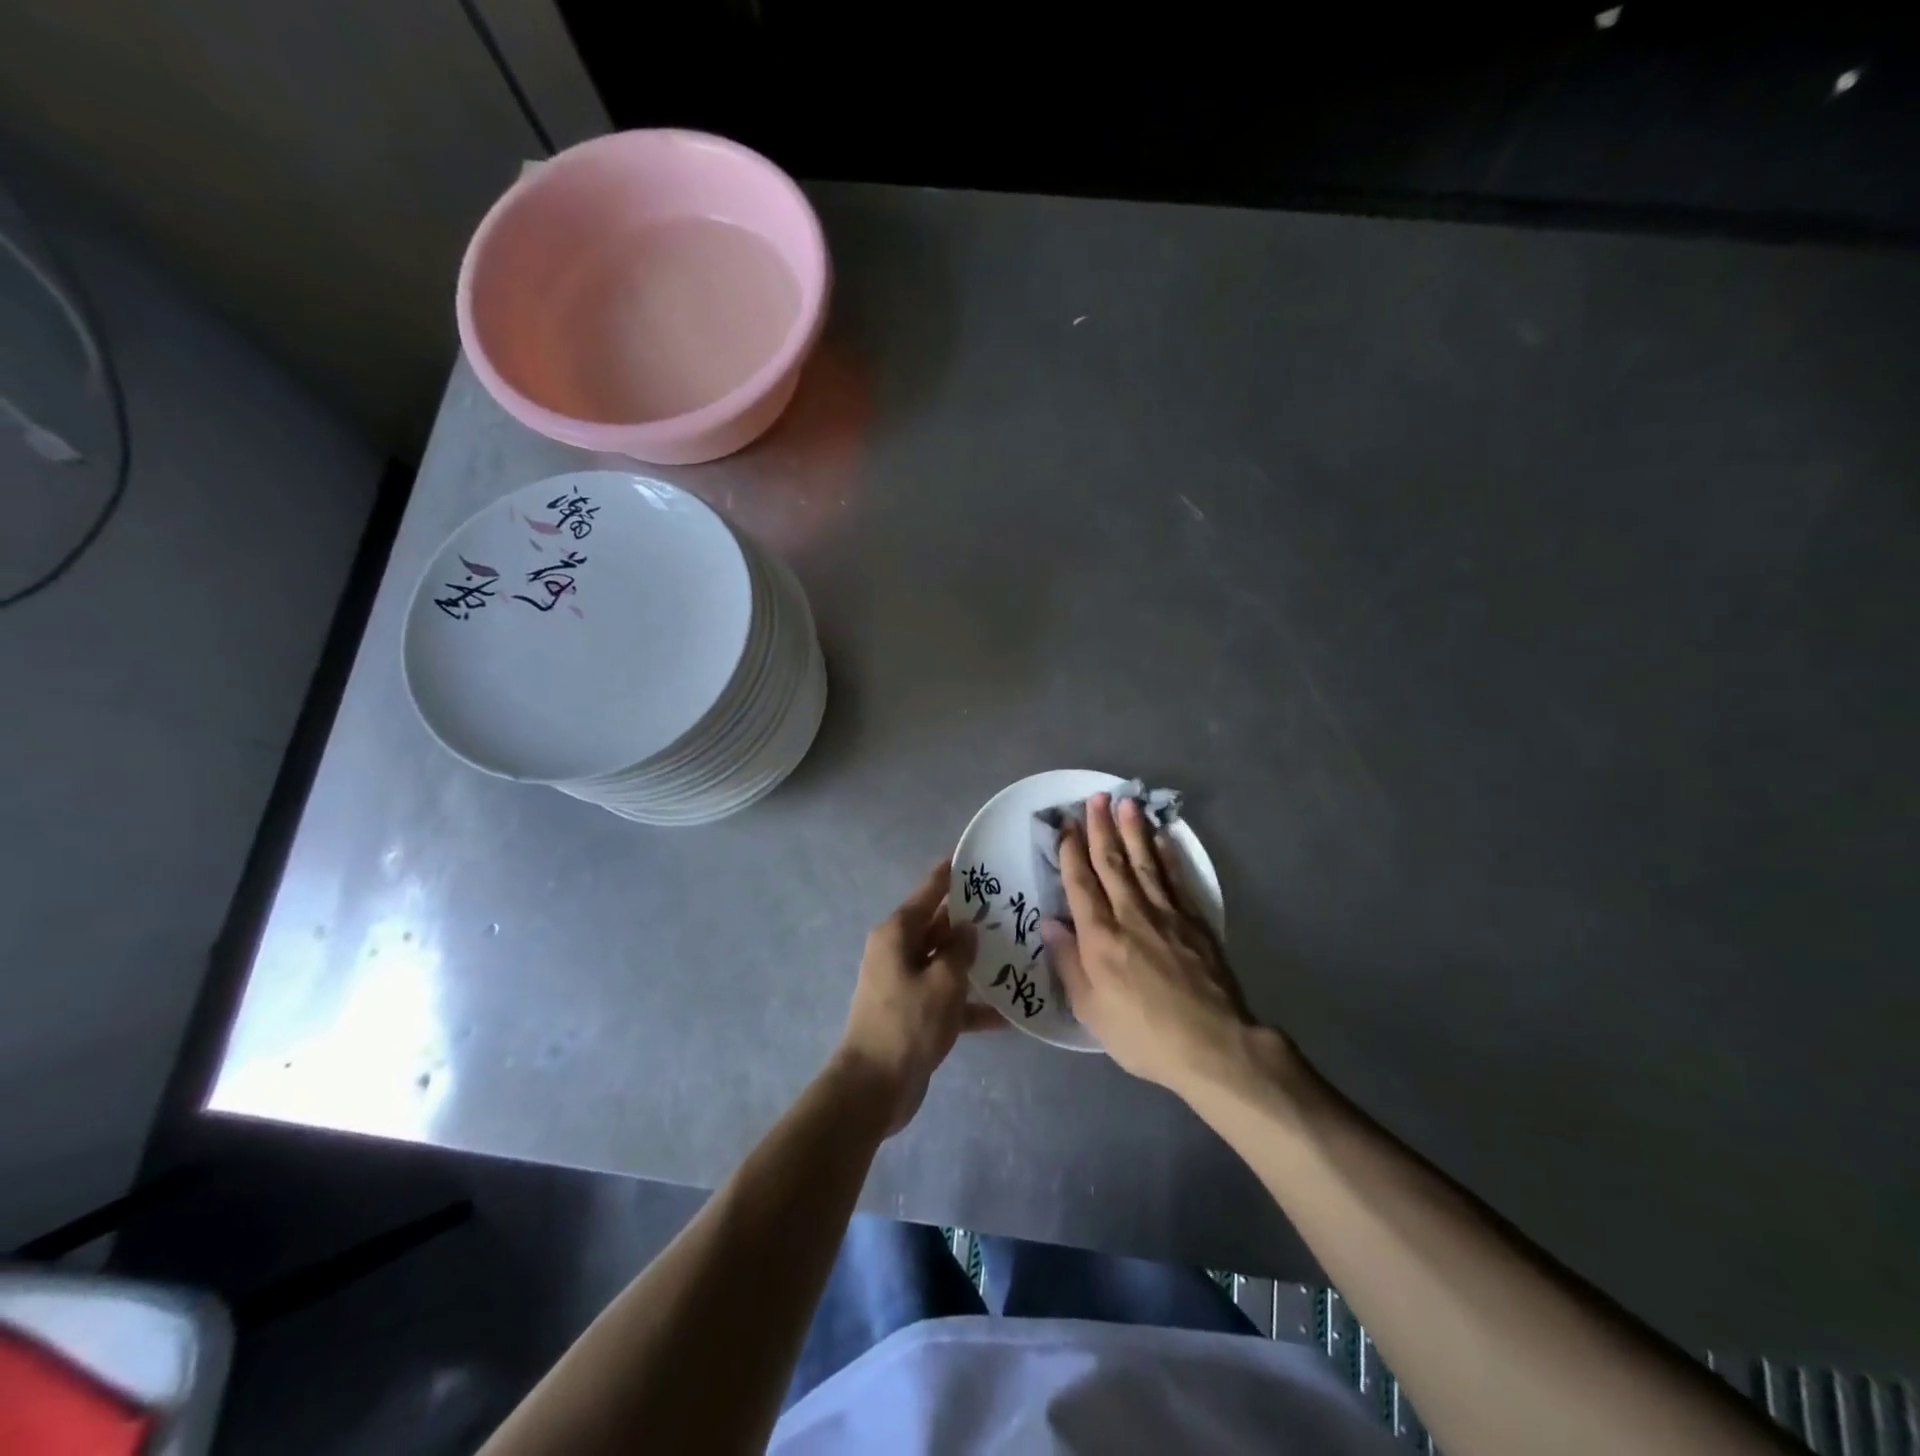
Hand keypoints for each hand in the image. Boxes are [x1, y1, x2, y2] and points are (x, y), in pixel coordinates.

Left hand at [835, 861, 1001, 1134]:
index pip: (928, 892)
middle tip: (1010, 906)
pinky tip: (1007, 1015)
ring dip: (974, 962)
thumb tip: (967, 929)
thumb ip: (959, 951)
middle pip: (938, 926)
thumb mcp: (943, 982)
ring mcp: (905, 983)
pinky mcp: (914, 1013)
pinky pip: (947, 998)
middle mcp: (898, 952)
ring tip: (1016, 952)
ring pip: (945, 962)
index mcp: (897, 934)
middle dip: (970, 919)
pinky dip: (971, 1005)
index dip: (950, 874)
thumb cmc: (907, 1024)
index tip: (973, 857)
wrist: (873, 1088)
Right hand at [1043, 793, 1259, 1096]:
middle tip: (1096, 797)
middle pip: (1112, 863)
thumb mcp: (1091, 1010)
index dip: (1071, 852)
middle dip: (1101, 828)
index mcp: (1099, 938)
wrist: (1213, 1045)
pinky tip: (1162, 838)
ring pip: (1145, 862)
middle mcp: (1130, 915)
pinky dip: (1168, 856)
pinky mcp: (1195, 922)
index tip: (1067, 825)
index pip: (1081, 884)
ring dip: (1134, 831)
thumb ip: (1068, 963)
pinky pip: (1177, 879)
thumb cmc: (1143, 1035)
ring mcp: (1167, 914)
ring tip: (1127, 802)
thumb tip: (1049, 922)